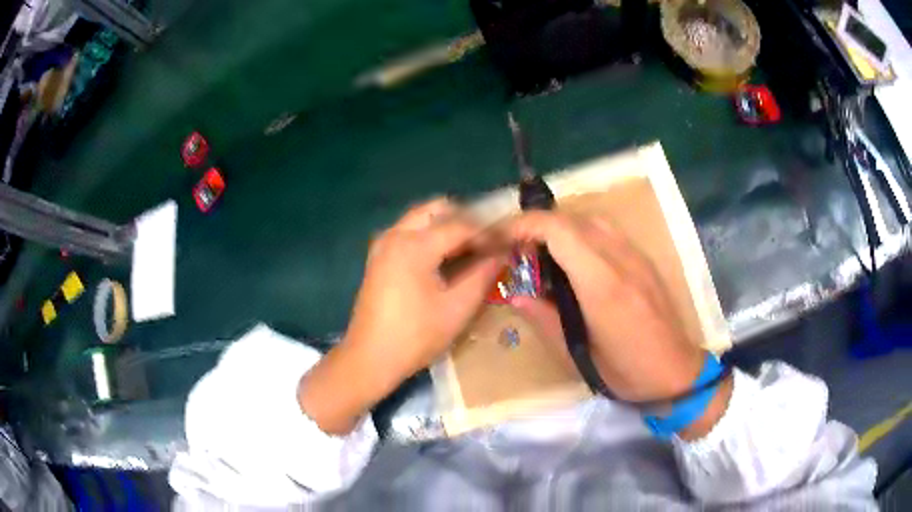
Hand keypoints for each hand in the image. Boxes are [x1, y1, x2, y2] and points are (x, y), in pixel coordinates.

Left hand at [299, 199, 501, 433]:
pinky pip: (408, 232)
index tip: (508, 242)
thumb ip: (483, 274)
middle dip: (465, 219)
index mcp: (414, 245)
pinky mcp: (378, 257)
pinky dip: (430, 235)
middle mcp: (396, 234)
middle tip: (487, 240)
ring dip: (446, 225)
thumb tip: (503, 252)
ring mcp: (383, 244)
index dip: (488, 232)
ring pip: (421, 218)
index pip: (461, 225)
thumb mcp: (457, 308)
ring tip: (471, 248)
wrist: (369, 358)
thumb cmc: (415, 336)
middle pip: (436, 209)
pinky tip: (445, 257)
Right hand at [507, 212, 725, 415]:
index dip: (522, 226)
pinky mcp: (643, 259)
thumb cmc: (628, 372)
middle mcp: (621, 258)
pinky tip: (574, 263)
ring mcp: (636, 255)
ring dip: (559, 230)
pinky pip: (606, 232)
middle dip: (536, 227)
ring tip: (542, 256)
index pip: (558, 230)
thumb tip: (515, 295)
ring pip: (590, 220)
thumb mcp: (578, 357)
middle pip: (571, 219)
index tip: (499, 240)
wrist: (676, 371)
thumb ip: (544, 320)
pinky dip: (580, 235)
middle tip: (516, 253)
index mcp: (603, 284)